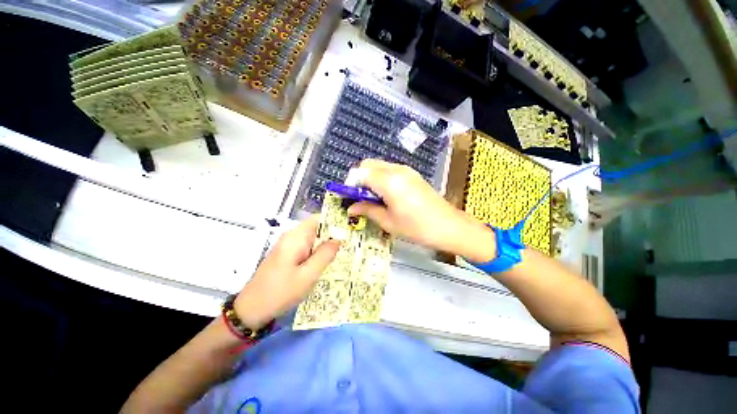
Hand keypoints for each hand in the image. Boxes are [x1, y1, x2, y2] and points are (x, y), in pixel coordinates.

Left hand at [234, 215, 339, 328]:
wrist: (251, 310)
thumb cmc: (280, 292)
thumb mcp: (308, 275)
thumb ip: (325, 254)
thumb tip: (338, 238)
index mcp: (296, 237)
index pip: (318, 218)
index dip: (335, 221)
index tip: (350, 229)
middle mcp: (292, 237)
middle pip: (317, 228)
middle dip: (333, 234)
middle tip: (351, 244)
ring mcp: (289, 246)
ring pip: (313, 239)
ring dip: (327, 245)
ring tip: (343, 253)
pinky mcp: (288, 255)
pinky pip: (307, 248)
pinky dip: (318, 252)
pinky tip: (327, 262)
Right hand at [347, 160, 496, 261]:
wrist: (449, 226)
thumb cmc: (417, 228)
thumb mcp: (388, 222)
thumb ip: (367, 210)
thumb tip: (350, 208)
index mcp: (388, 181)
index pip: (360, 173)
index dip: (351, 184)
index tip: (349, 198)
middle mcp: (396, 170)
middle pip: (368, 164)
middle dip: (359, 179)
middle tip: (360, 198)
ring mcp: (406, 170)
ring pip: (379, 166)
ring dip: (370, 178)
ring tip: (373, 199)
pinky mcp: (412, 174)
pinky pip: (390, 170)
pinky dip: (381, 178)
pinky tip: (386, 195)